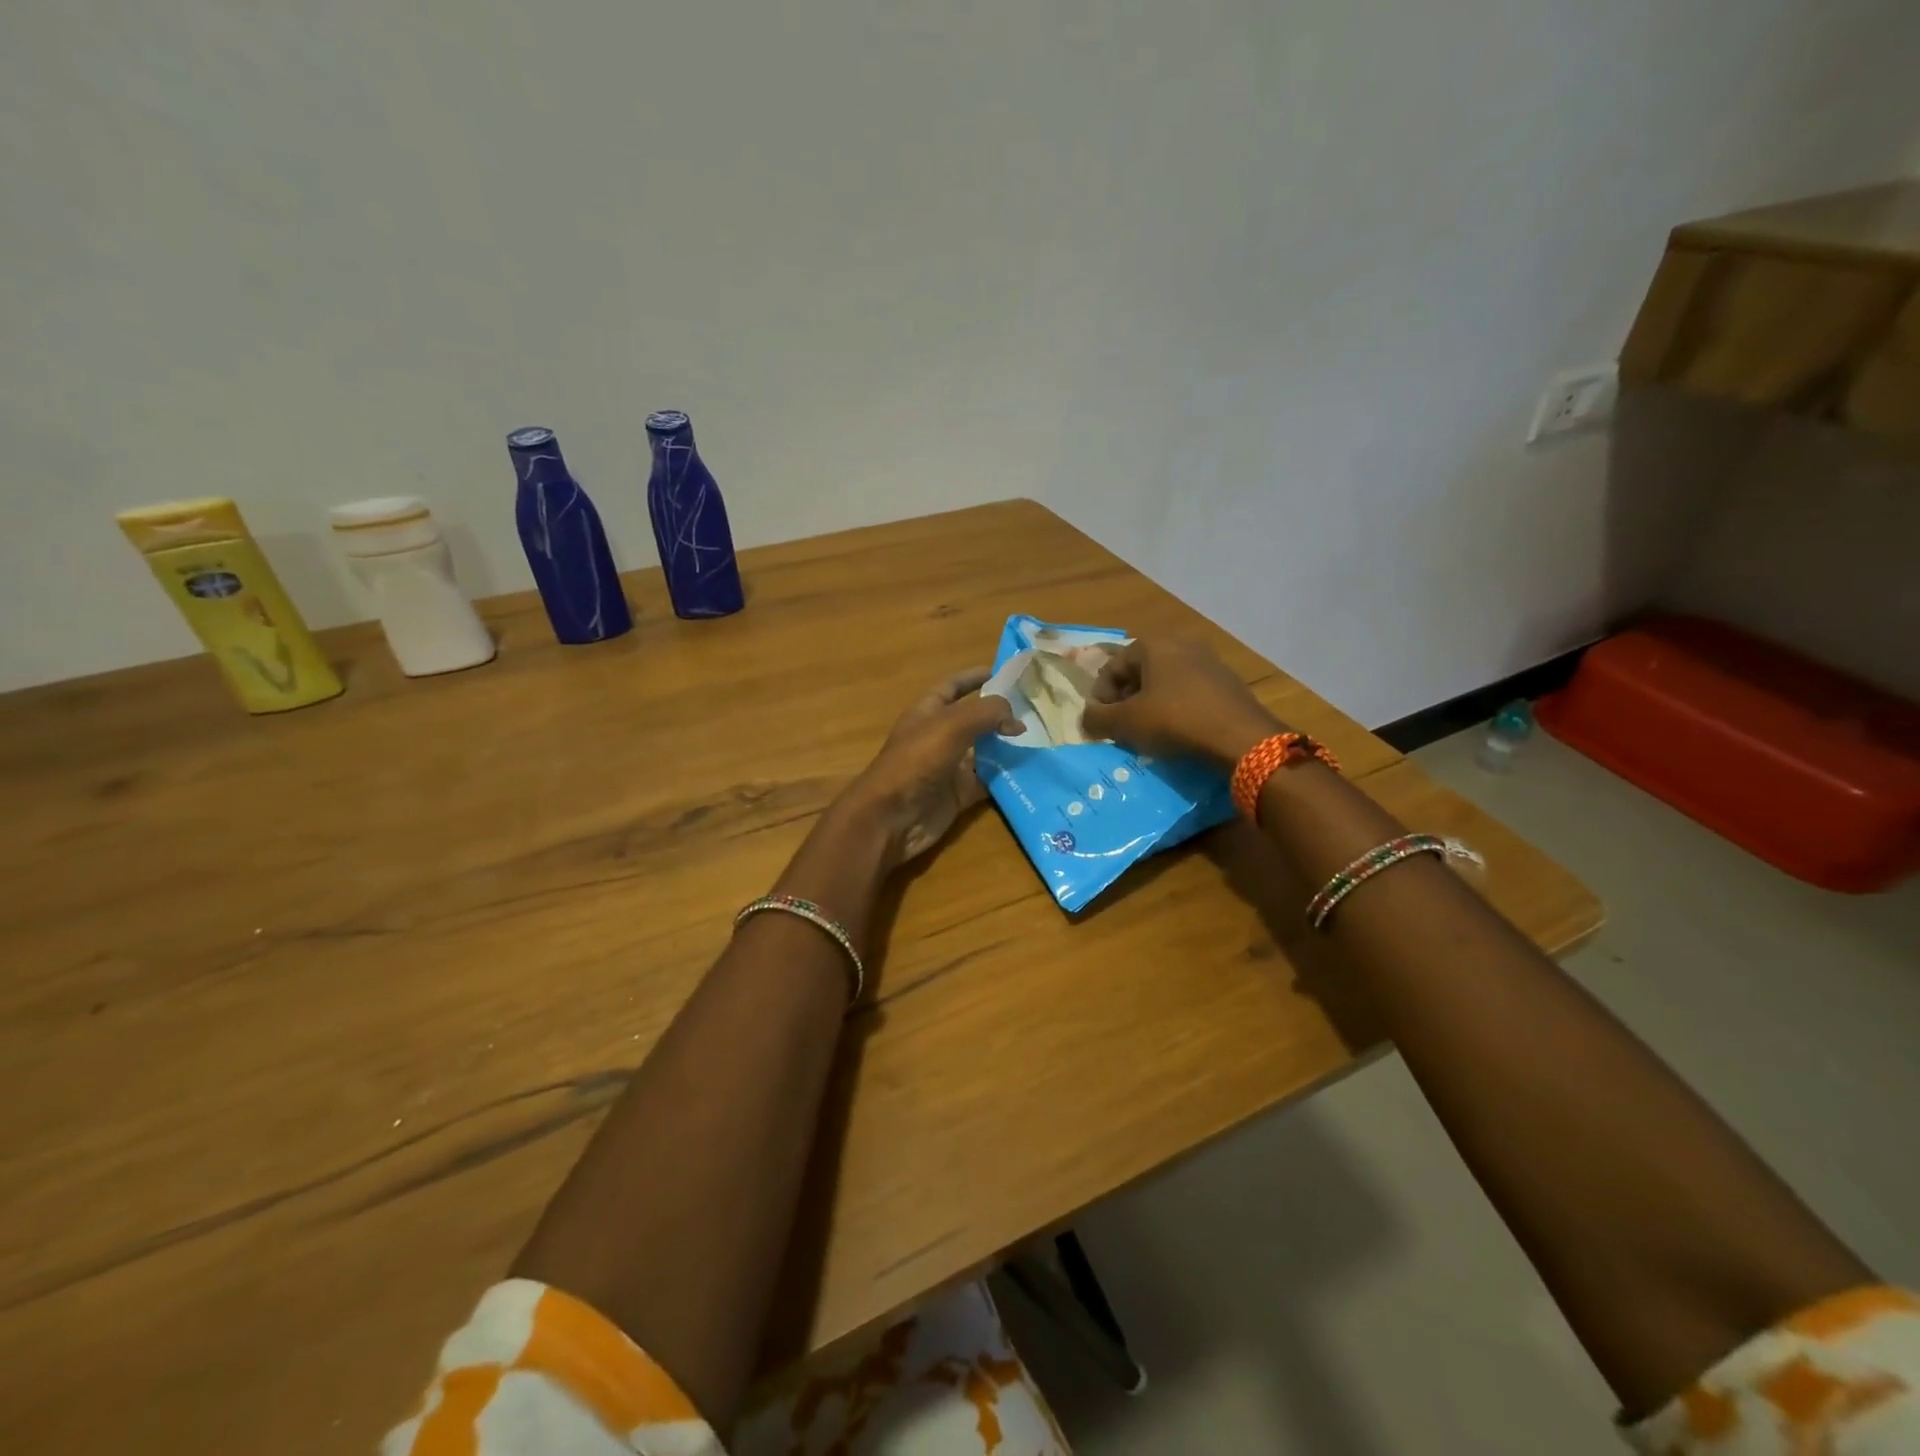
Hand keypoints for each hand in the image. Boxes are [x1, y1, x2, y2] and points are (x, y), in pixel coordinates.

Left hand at [841, 668, 1021, 864]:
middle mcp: (939, 736)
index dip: (975, 677)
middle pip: (974, 719)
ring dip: (1008, 746)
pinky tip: (1032, 770)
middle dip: (1001, 714)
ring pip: (985, 751)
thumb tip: (1016, 721)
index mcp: (928, 711)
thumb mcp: (952, 725)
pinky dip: (1007, 777)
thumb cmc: (917, 760)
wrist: (893, 816)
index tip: (1006, 673)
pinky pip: (988, 780)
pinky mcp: (959, 793)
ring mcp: (949, 766)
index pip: (953, 686)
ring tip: (1042, 738)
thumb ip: (987, 713)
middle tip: (1036, 709)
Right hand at [1080, 638, 1286, 767]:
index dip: (1100, 697)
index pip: (1112, 667)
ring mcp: (1209, 661)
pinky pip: (1189, 692)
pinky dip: (1176, 708)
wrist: (1240, 738)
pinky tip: (1177, 732)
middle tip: (1121, 727)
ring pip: (1165, 682)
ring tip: (1147, 732)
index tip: (1100, 723)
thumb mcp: (1126, 723)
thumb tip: (1086, 718)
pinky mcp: (1228, 682)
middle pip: (1139, 672)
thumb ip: (1096, 718)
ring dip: (1150, 705)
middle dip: (1125, 700)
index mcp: (1153, 644)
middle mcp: (1181, 643)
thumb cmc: (1175, 721)